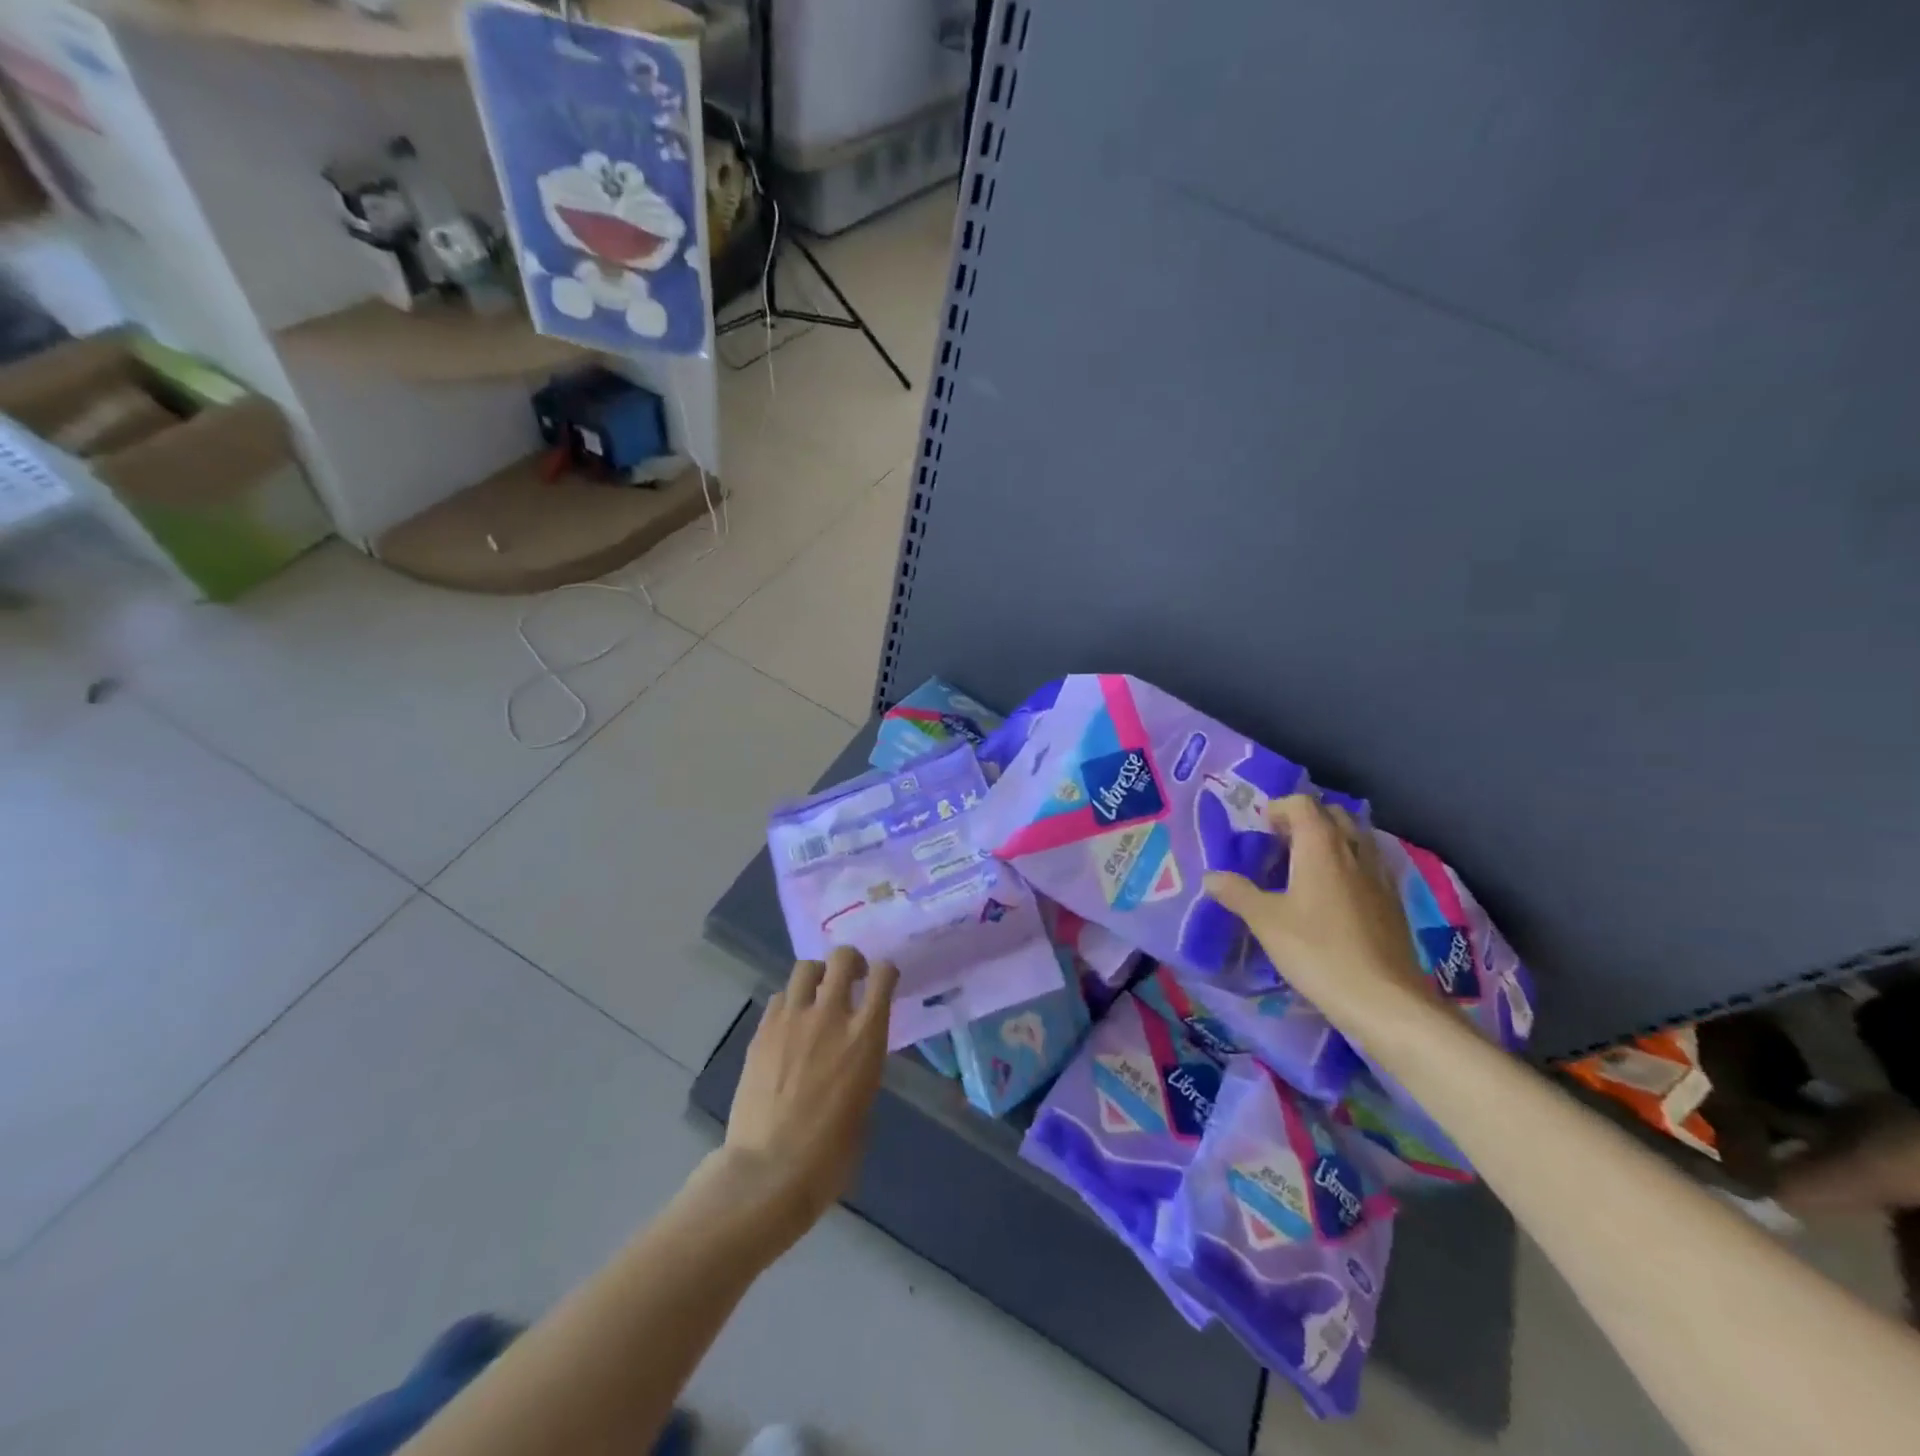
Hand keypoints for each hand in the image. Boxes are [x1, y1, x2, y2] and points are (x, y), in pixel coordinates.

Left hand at [722, 948, 898, 1245]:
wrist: (768, 1172)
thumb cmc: (830, 1155)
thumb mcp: (864, 1104)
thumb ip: (862, 1065)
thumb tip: (852, 1055)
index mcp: (866, 1036)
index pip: (884, 976)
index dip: (886, 971)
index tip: (882, 980)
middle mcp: (830, 1016)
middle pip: (842, 958)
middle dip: (850, 961)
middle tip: (851, 978)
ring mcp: (792, 1020)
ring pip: (806, 968)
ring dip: (817, 976)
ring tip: (817, 995)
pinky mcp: (762, 1032)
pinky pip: (780, 998)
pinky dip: (790, 1003)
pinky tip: (790, 1025)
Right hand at [1203, 794, 1431, 1034]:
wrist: (1384, 1000)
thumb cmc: (1318, 951)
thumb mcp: (1265, 922)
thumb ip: (1237, 893)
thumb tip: (1211, 876)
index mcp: (1321, 846)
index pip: (1302, 804)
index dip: (1278, 809)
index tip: (1260, 830)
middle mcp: (1354, 851)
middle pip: (1333, 815)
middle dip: (1306, 820)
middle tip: (1280, 845)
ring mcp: (1379, 876)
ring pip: (1355, 839)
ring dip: (1331, 841)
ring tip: (1304, 868)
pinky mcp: (1392, 903)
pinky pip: (1368, 866)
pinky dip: (1348, 867)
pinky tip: (1332, 898)